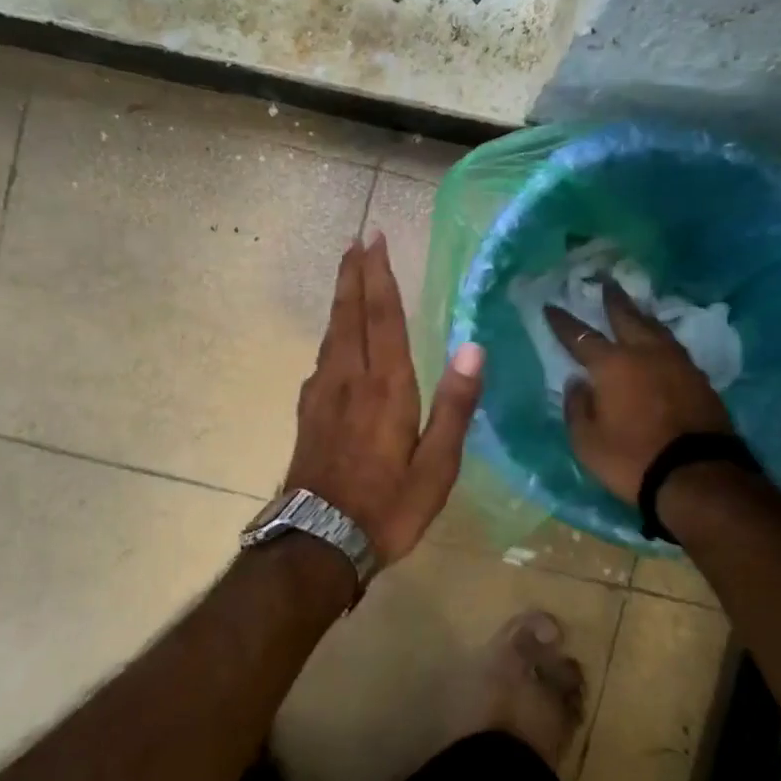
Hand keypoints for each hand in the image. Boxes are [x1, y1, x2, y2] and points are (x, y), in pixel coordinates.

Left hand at [286, 234, 485, 564]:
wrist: (318, 540)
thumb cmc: (387, 507)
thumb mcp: (436, 467)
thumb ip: (454, 406)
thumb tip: (473, 347)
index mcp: (386, 388)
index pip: (383, 318)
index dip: (380, 277)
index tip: (374, 240)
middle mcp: (349, 380)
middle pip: (349, 316)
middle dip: (353, 275)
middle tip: (355, 242)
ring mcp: (323, 395)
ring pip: (331, 334)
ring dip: (340, 300)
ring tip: (346, 276)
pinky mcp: (308, 413)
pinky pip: (321, 359)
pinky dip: (331, 336)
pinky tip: (334, 342)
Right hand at [545, 279, 733, 500]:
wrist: (698, 475)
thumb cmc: (632, 458)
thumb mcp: (587, 441)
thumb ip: (578, 408)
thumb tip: (577, 383)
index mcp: (611, 366)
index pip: (580, 336)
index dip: (563, 321)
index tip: (550, 305)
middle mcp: (645, 354)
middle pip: (626, 317)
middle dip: (612, 298)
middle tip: (605, 279)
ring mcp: (677, 363)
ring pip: (655, 328)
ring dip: (640, 314)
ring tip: (633, 306)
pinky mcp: (699, 378)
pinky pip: (673, 346)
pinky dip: (660, 337)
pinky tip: (659, 341)